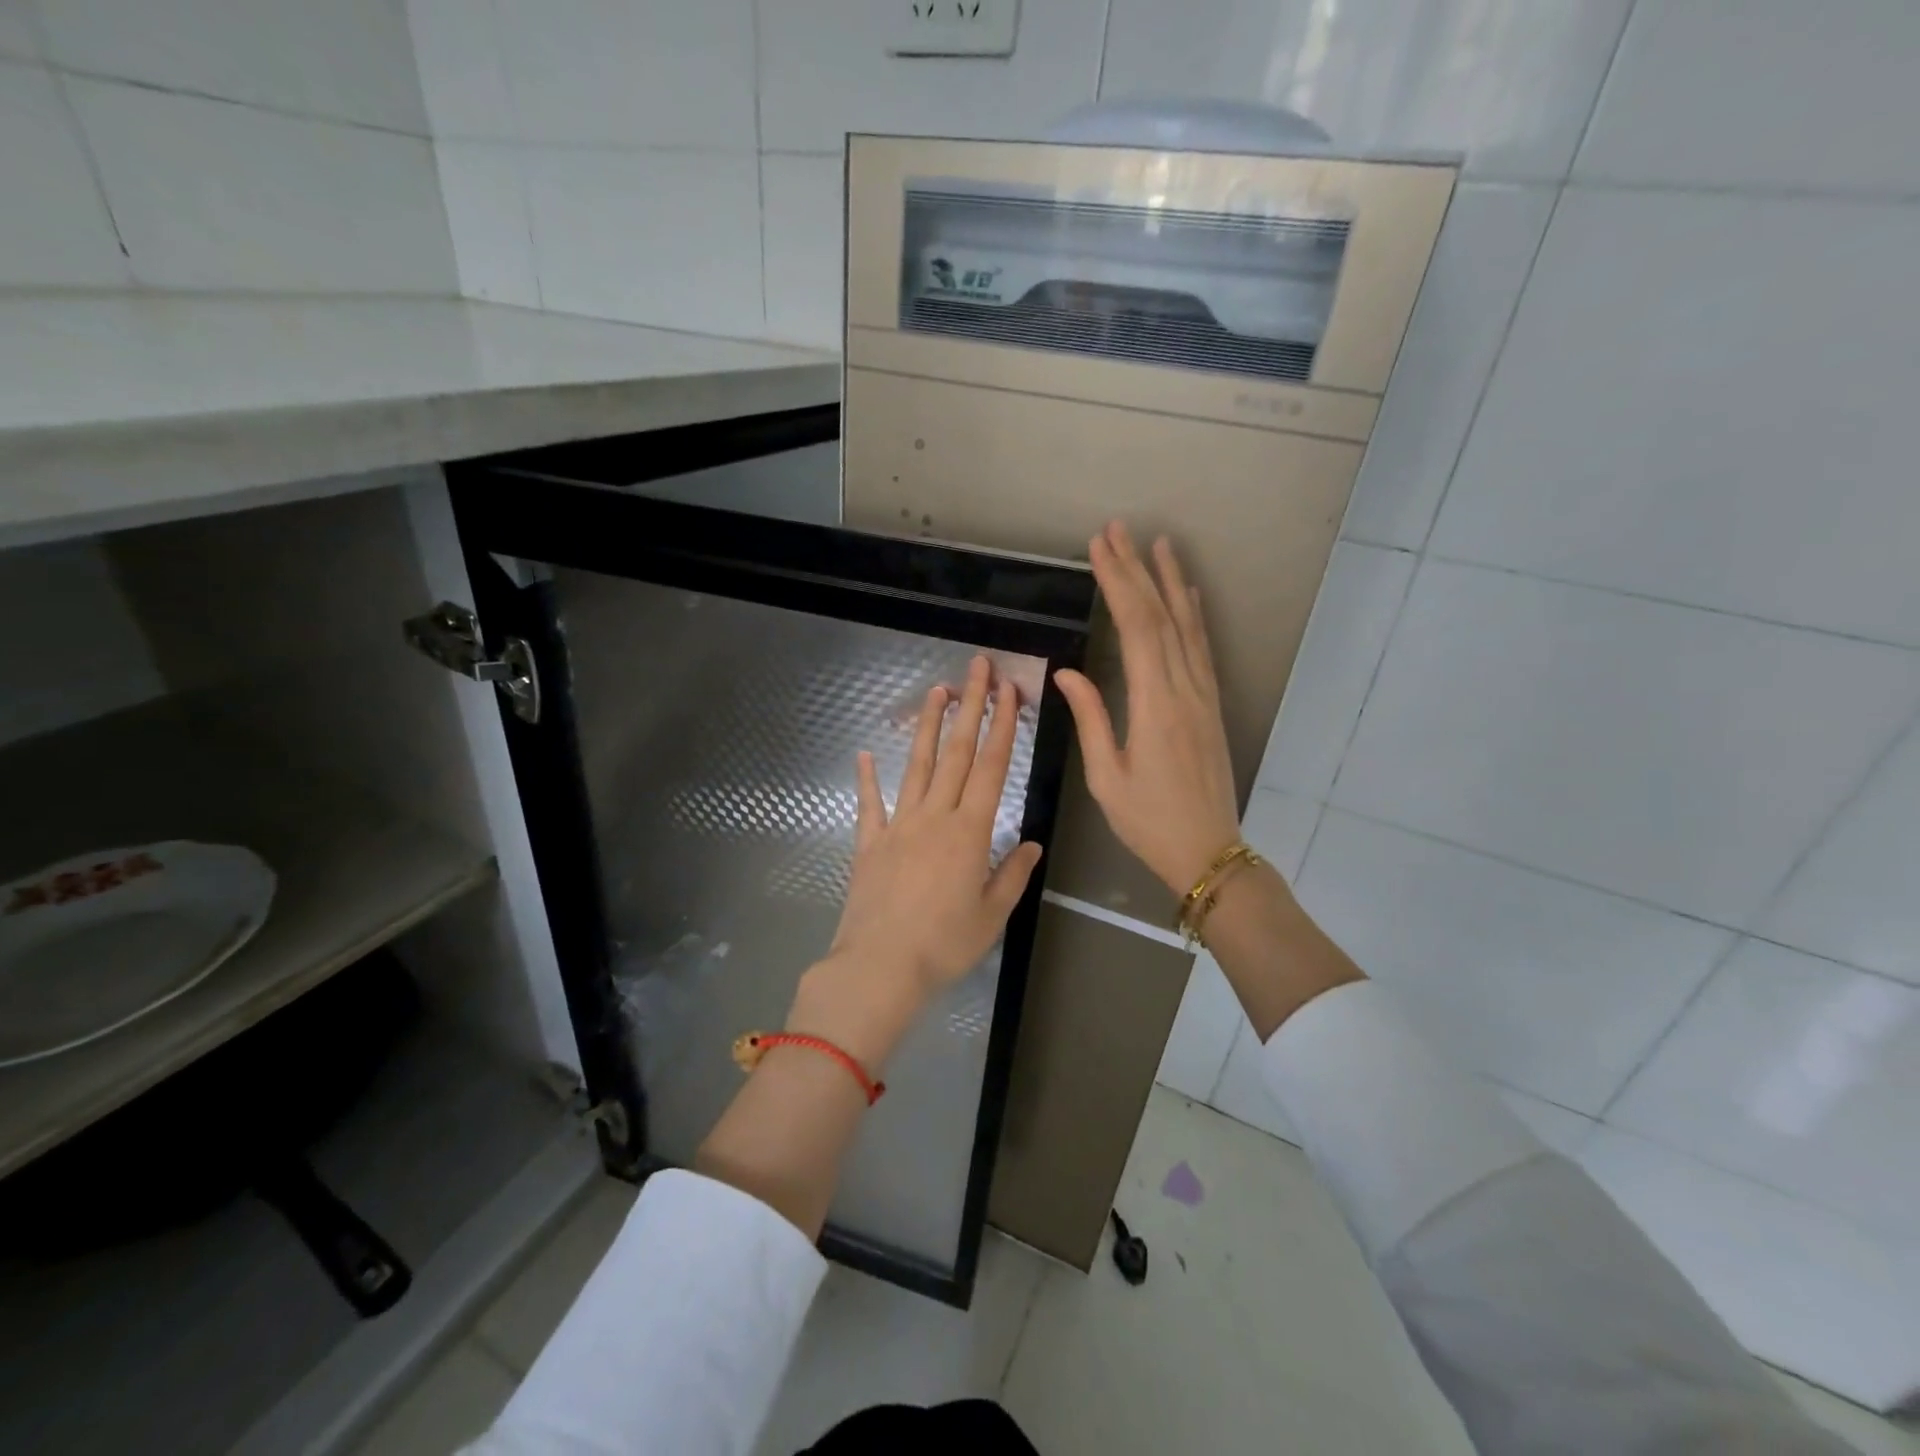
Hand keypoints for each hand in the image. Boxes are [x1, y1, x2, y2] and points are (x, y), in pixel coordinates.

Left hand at [788, 656, 1043, 1069]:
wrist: (879, 968)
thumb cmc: (944, 945)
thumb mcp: (992, 915)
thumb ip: (1012, 874)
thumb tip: (1033, 843)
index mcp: (969, 832)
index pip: (991, 767)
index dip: (1002, 725)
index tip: (1009, 691)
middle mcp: (934, 817)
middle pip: (956, 753)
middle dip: (969, 706)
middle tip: (976, 667)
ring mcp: (898, 826)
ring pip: (918, 767)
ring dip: (930, 727)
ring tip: (937, 691)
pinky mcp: (869, 844)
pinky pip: (869, 804)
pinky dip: (867, 778)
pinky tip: (865, 754)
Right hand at [1055, 522, 1242, 895]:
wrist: (1208, 850)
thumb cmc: (1149, 821)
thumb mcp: (1106, 777)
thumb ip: (1091, 718)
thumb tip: (1067, 672)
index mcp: (1155, 705)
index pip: (1137, 629)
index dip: (1118, 584)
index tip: (1100, 549)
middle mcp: (1185, 689)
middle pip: (1161, 617)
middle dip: (1137, 571)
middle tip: (1118, 531)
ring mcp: (1203, 695)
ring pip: (1187, 626)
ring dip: (1171, 582)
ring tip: (1159, 544)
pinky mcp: (1211, 705)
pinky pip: (1202, 649)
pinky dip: (1194, 616)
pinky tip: (1188, 595)